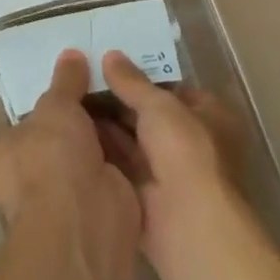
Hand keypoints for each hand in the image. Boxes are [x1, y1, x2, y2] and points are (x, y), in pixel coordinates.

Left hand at [0, 51, 141, 279]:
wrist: (87, 220)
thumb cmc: (52, 157)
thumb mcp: (56, 107)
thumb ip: (64, 82)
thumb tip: (70, 54)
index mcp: (0, 157)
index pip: (19, 125)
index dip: (43, 106)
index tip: (68, 82)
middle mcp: (26, 182)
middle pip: (56, 140)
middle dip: (79, 120)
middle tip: (103, 83)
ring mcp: (64, 200)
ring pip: (86, 156)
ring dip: (106, 135)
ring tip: (127, 95)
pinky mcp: (99, 209)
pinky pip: (112, 171)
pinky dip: (126, 154)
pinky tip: (142, 124)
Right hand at [95, 51, 246, 273]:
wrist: (188, 224)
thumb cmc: (185, 151)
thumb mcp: (159, 105)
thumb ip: (132, 81)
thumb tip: (110, 56)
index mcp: (210, 117)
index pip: (175, 89)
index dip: (144, 76)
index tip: (111, 64)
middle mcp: (191, 143)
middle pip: (150, 115)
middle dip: (120, 100)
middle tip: (83, 78)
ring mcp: (169, 171)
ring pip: (133, 140)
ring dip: (106, 124)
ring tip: (70, 98)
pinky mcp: (146, 195)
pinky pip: (120, 163)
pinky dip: (102, 149)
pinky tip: (73, 130)